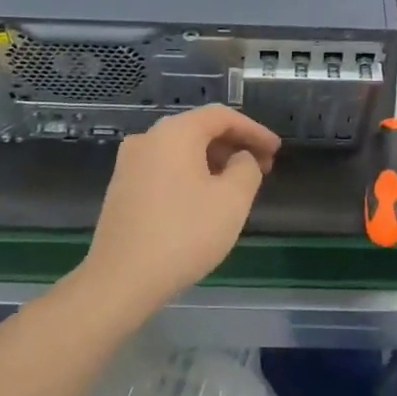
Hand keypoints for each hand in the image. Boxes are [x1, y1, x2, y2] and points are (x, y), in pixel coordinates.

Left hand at [79, 105, 280, 317]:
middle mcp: (148, 138)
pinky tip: (204, 200)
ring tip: (237, 187)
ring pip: (181, 151)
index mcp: (174, 132)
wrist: (120, 279)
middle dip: (234, 146)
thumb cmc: (183, 234)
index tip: (276, 150)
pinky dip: (190, 175)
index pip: (221, 116)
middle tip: (262, 168)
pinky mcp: (122, 188)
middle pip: (199, 130)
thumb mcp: (232, 200)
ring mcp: (129, 163)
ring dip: (213, 162)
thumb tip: (240, 158)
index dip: (253, 130)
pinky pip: (165, 169)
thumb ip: (247, 168)